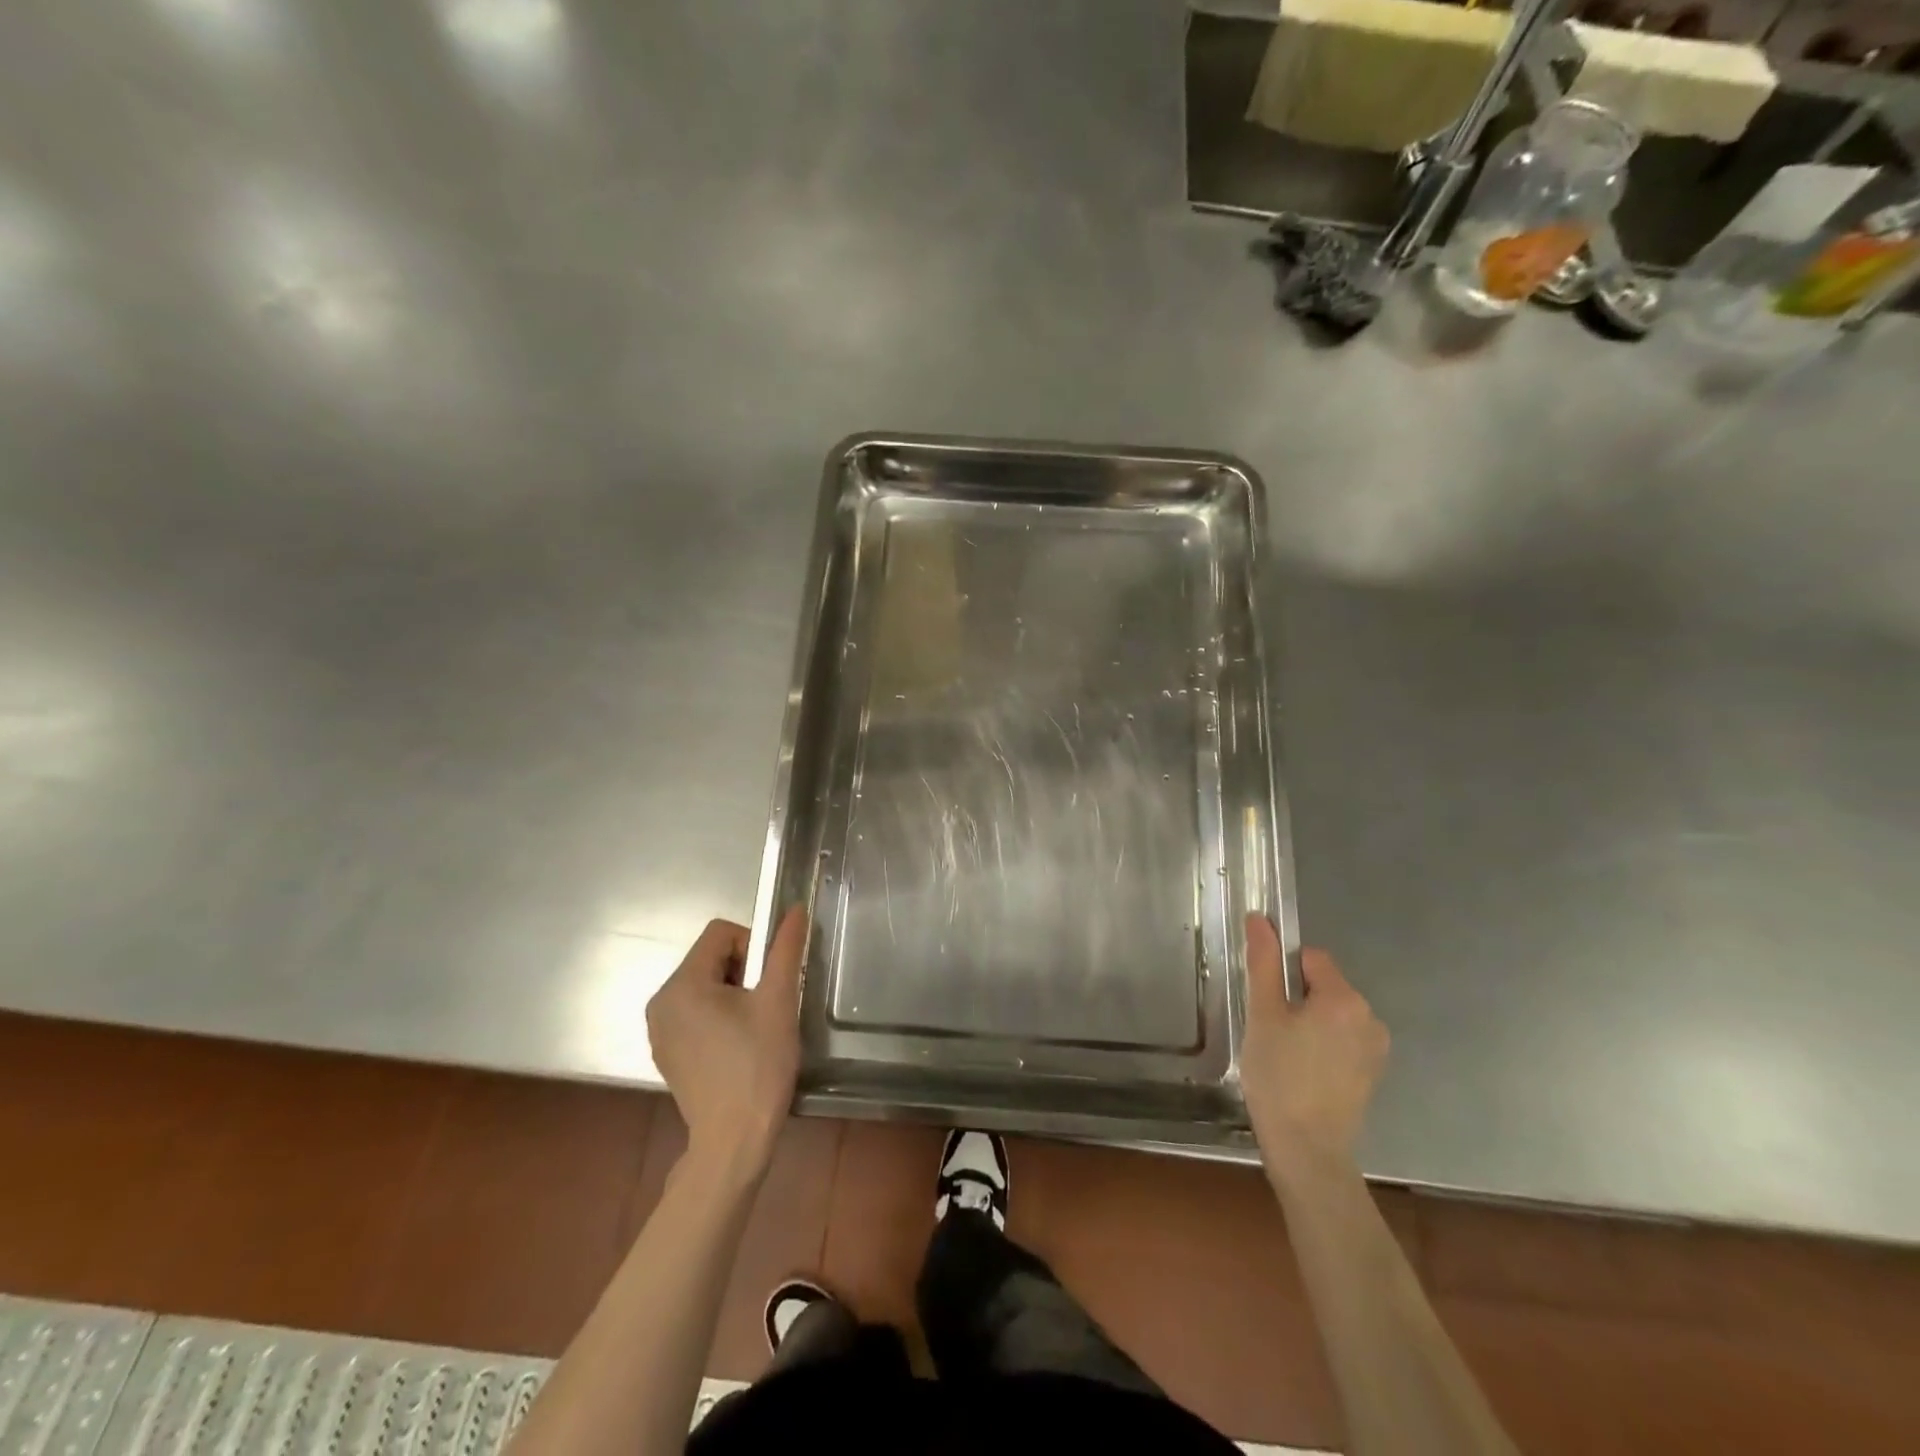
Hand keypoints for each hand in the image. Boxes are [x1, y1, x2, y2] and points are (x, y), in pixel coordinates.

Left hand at [646, 909, 807, 1172]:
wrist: (734, 1141)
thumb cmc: (757, 1065)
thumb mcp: (778, 1001)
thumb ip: (785, 950)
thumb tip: (796, 909)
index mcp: (682, 984)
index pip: (720, 933)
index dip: (753, 944)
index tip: (769, 980)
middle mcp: (661, 1001)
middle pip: (710, 957)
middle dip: (743, 971)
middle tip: (765, 1006)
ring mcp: (660, 1030)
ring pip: (704, 985)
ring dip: (733, 993)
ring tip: (754, 1028)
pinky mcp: (667, 1052)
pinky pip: (694, 1012)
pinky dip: (718, 1016)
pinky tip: (737, 1047)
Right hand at [1240, 915, 1388, 1188]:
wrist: (1307, 1150)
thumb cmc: (1279, 1076)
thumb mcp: (1263, 1014)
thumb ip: (1263, 963)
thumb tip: (1259, 918)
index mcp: (1344, 998)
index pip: (1310, 958)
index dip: (1282, 976)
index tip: (1268, 1005)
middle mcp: (1370, 1016)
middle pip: (1323, 985)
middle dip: (1296, 999)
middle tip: (1272, 1032)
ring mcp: (1376, 1047)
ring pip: (1332, 1013)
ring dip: (1309, 1023)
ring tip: (1286, 1055)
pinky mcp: (1372, 1071)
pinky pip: (1343, 1039)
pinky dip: (1323, 1045)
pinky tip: (1304, 1072)